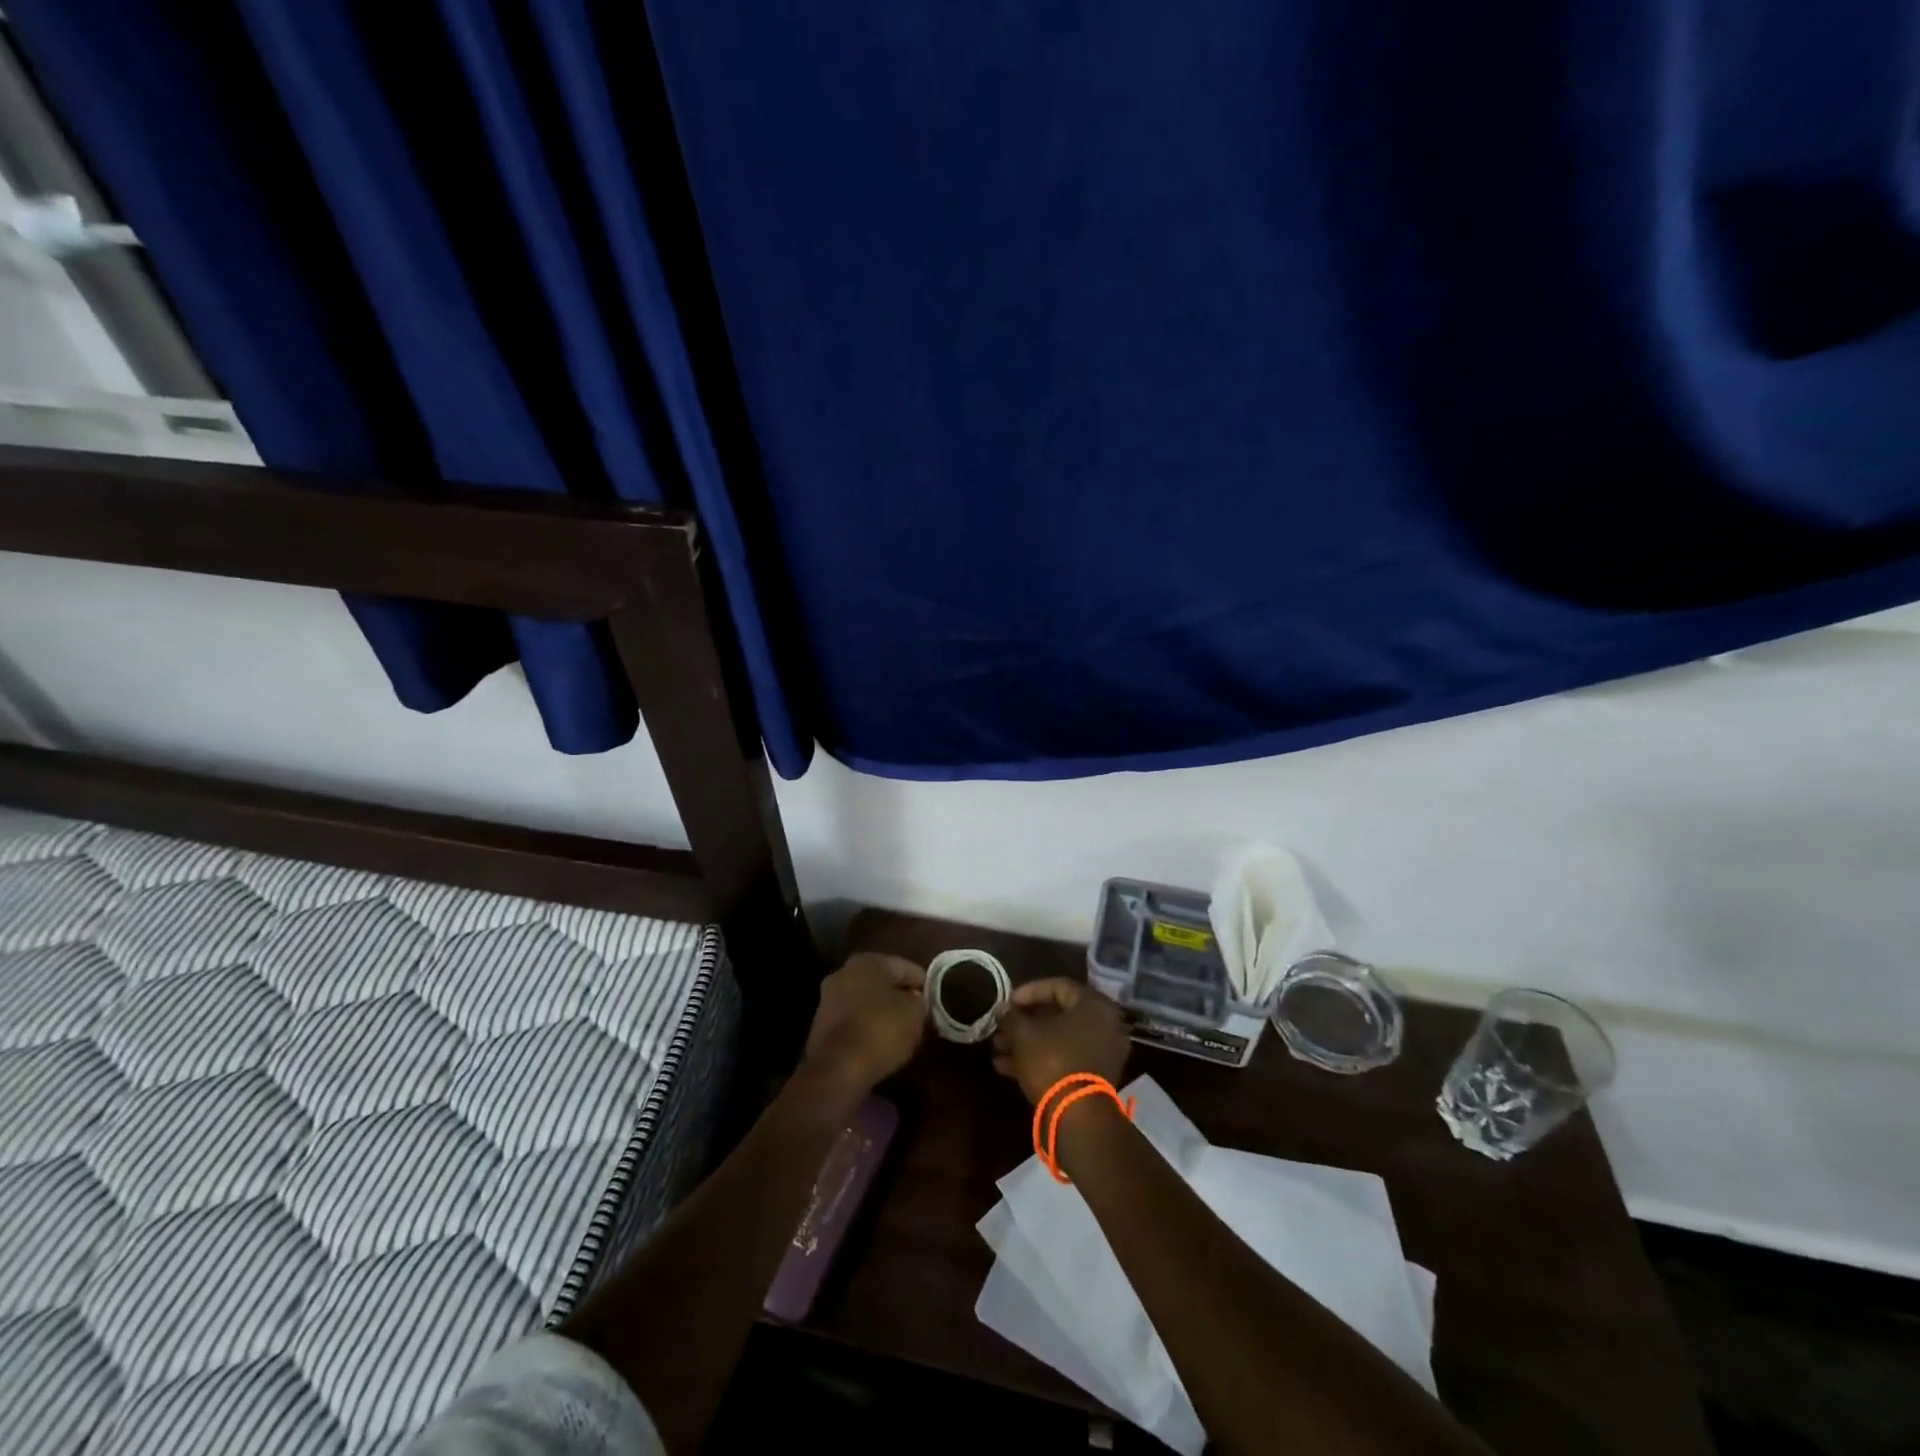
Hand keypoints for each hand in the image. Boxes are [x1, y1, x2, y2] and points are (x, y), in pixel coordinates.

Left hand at [803, 953, 927, 1093]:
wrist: (837, 1070)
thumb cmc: (880, 1031)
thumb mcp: (915, 1013)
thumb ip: (919, 1000)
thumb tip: (915, 999)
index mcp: (868, 961)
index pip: (906, 967)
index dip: (924, 985)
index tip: (935, 1003)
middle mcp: (844, 972)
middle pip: (883, 983)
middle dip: (900, 997)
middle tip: (919, 1016)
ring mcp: (829, 999)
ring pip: (866, 1001)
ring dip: (882, 1013)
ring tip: (901, 1032)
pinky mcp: (821, 1026)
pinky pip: (853, 1021)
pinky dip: (866, 1028)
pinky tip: (879, 1044)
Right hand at [992, 977, 1130, 1105]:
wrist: (1078, 1116)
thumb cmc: (1053, 1061)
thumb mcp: (1024, 1034)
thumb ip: (1011, 1017)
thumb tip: (1002, 1009)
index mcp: (1094, 1005)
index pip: (1057, 986)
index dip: (1027, 992)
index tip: (1006, 1003)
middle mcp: (1104, 1024)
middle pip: (1057, 1015)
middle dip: (1024, 1022)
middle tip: (1001, 1028)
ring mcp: (1102, 1053)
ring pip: (1058, 1039)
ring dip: (1027, 1043)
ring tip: (998, 1050)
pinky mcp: (1095, 1078)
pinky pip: (1065, 1058)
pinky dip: (1039, 1059)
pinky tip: (1007, 1068)